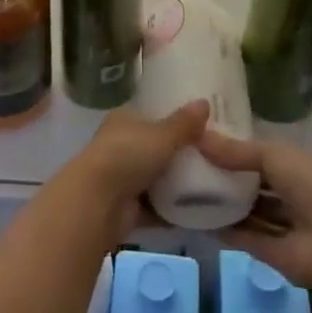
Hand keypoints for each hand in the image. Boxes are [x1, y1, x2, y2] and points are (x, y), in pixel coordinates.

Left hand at [64, 101, 209, 241]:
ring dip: (177, 185)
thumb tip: (205, 101)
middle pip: (156, 148)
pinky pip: (155, 207)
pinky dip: (172, 210)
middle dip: (179, 155)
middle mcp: (121, 145)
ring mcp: (122, 177)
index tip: (202, 128)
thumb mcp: (162, 135)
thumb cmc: (128, 155)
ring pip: (156, 179)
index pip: (152, 115)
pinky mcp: (126, 207)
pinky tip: (198, 211)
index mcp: (125, 120)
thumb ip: (184, 123)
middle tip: (213, 158)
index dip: (175, 121)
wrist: (98, 202)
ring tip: (211, 185)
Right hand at [195, 129, 311, 288]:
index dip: (237, 148)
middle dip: (229, 177)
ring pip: (250, 212)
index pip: (264, 155)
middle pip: (255, 185)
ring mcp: (285, 226)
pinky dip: (225, 230)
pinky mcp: (274, 254)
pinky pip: (246, 237)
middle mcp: (293, 195)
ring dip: (225, 204)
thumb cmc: (311, 185)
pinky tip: (198, 220)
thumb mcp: (274, 155)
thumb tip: (198, 136)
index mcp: (299, 167)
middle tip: (190, 166)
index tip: (204, 141)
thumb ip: (237, 150)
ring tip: (188, 192)